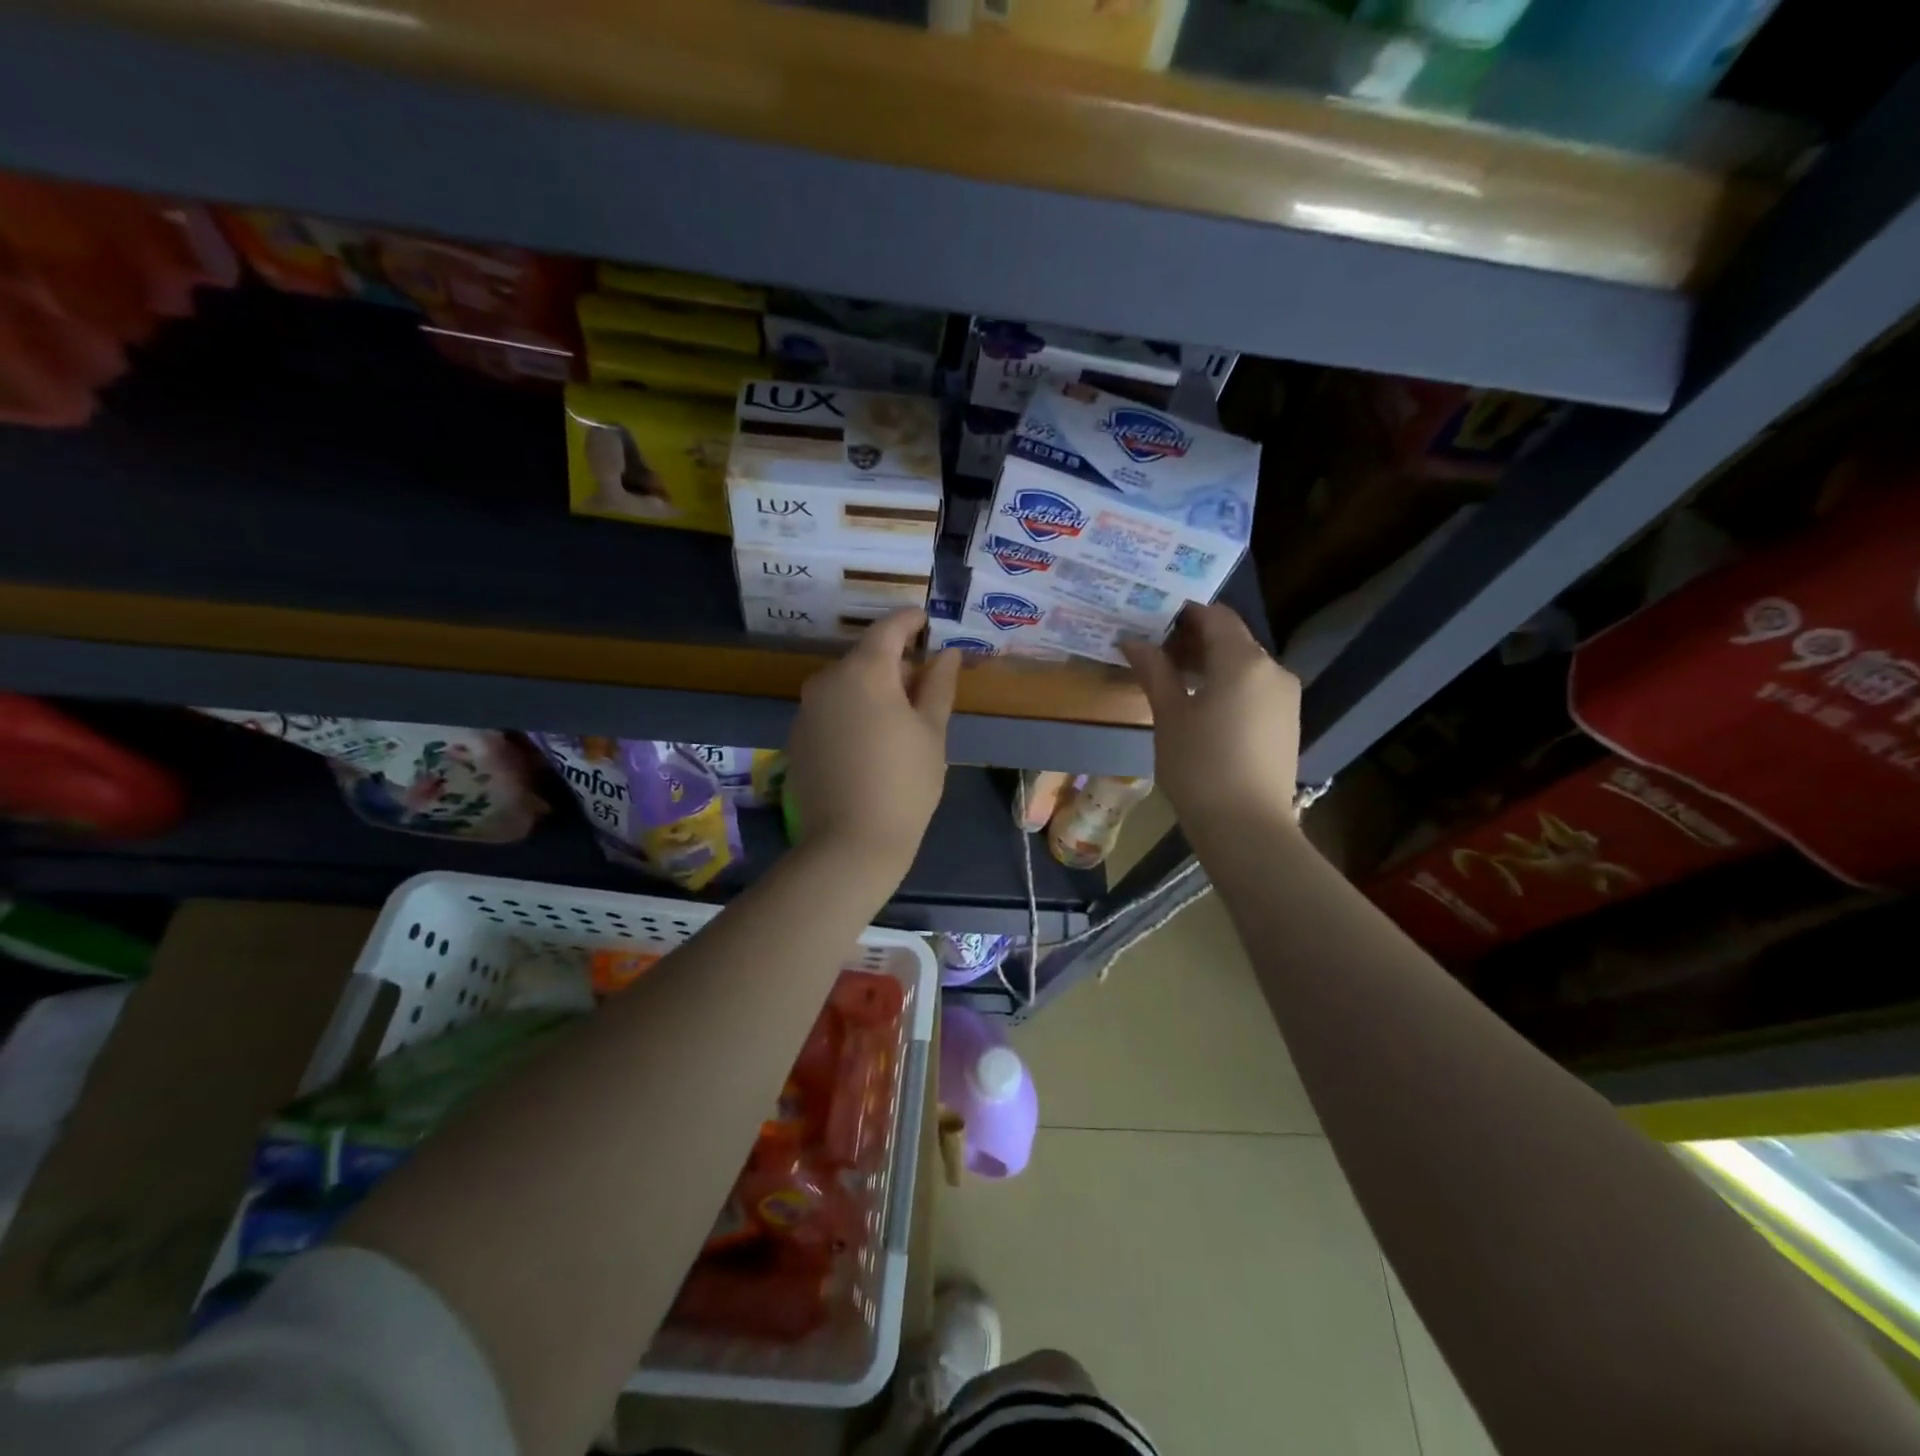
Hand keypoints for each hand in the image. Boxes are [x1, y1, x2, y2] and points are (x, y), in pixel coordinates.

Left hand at [787, 608, 959, 884]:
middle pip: (865, 657)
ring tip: (901, 717)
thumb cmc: (904, 784)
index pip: (889, 628)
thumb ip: (938, 685)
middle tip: (925, 683)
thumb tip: (946, 653)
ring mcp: (806, 710)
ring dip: (873, 688)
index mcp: (864, 671)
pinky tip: (871, 741)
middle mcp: (827, 680)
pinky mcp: (798, 737)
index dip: (911, 621)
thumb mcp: (931, 732)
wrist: (849, 844)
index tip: (929, 622)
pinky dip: (853, 710)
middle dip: (895, 662)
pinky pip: (831, 709)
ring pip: (846, 684)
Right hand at [1120, 604, 1301, 836]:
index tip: (1151, 618)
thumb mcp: (1169, 716)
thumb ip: (1154, 671)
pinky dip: (1227, 683)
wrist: (1247, 827)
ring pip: (1244, 664)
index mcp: (1243, 661)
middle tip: (1154, 650)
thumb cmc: (1199, 767)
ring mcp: (1285, 696)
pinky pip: (1254, 687)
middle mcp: (1272, 669)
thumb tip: (1133, 640)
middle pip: (1231, 638)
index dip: (1183, 612)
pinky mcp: (1287, 721)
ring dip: (1210, 662)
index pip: (1215, 616)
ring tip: (1172, 678)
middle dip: (1194, 638)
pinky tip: (1201, 704)